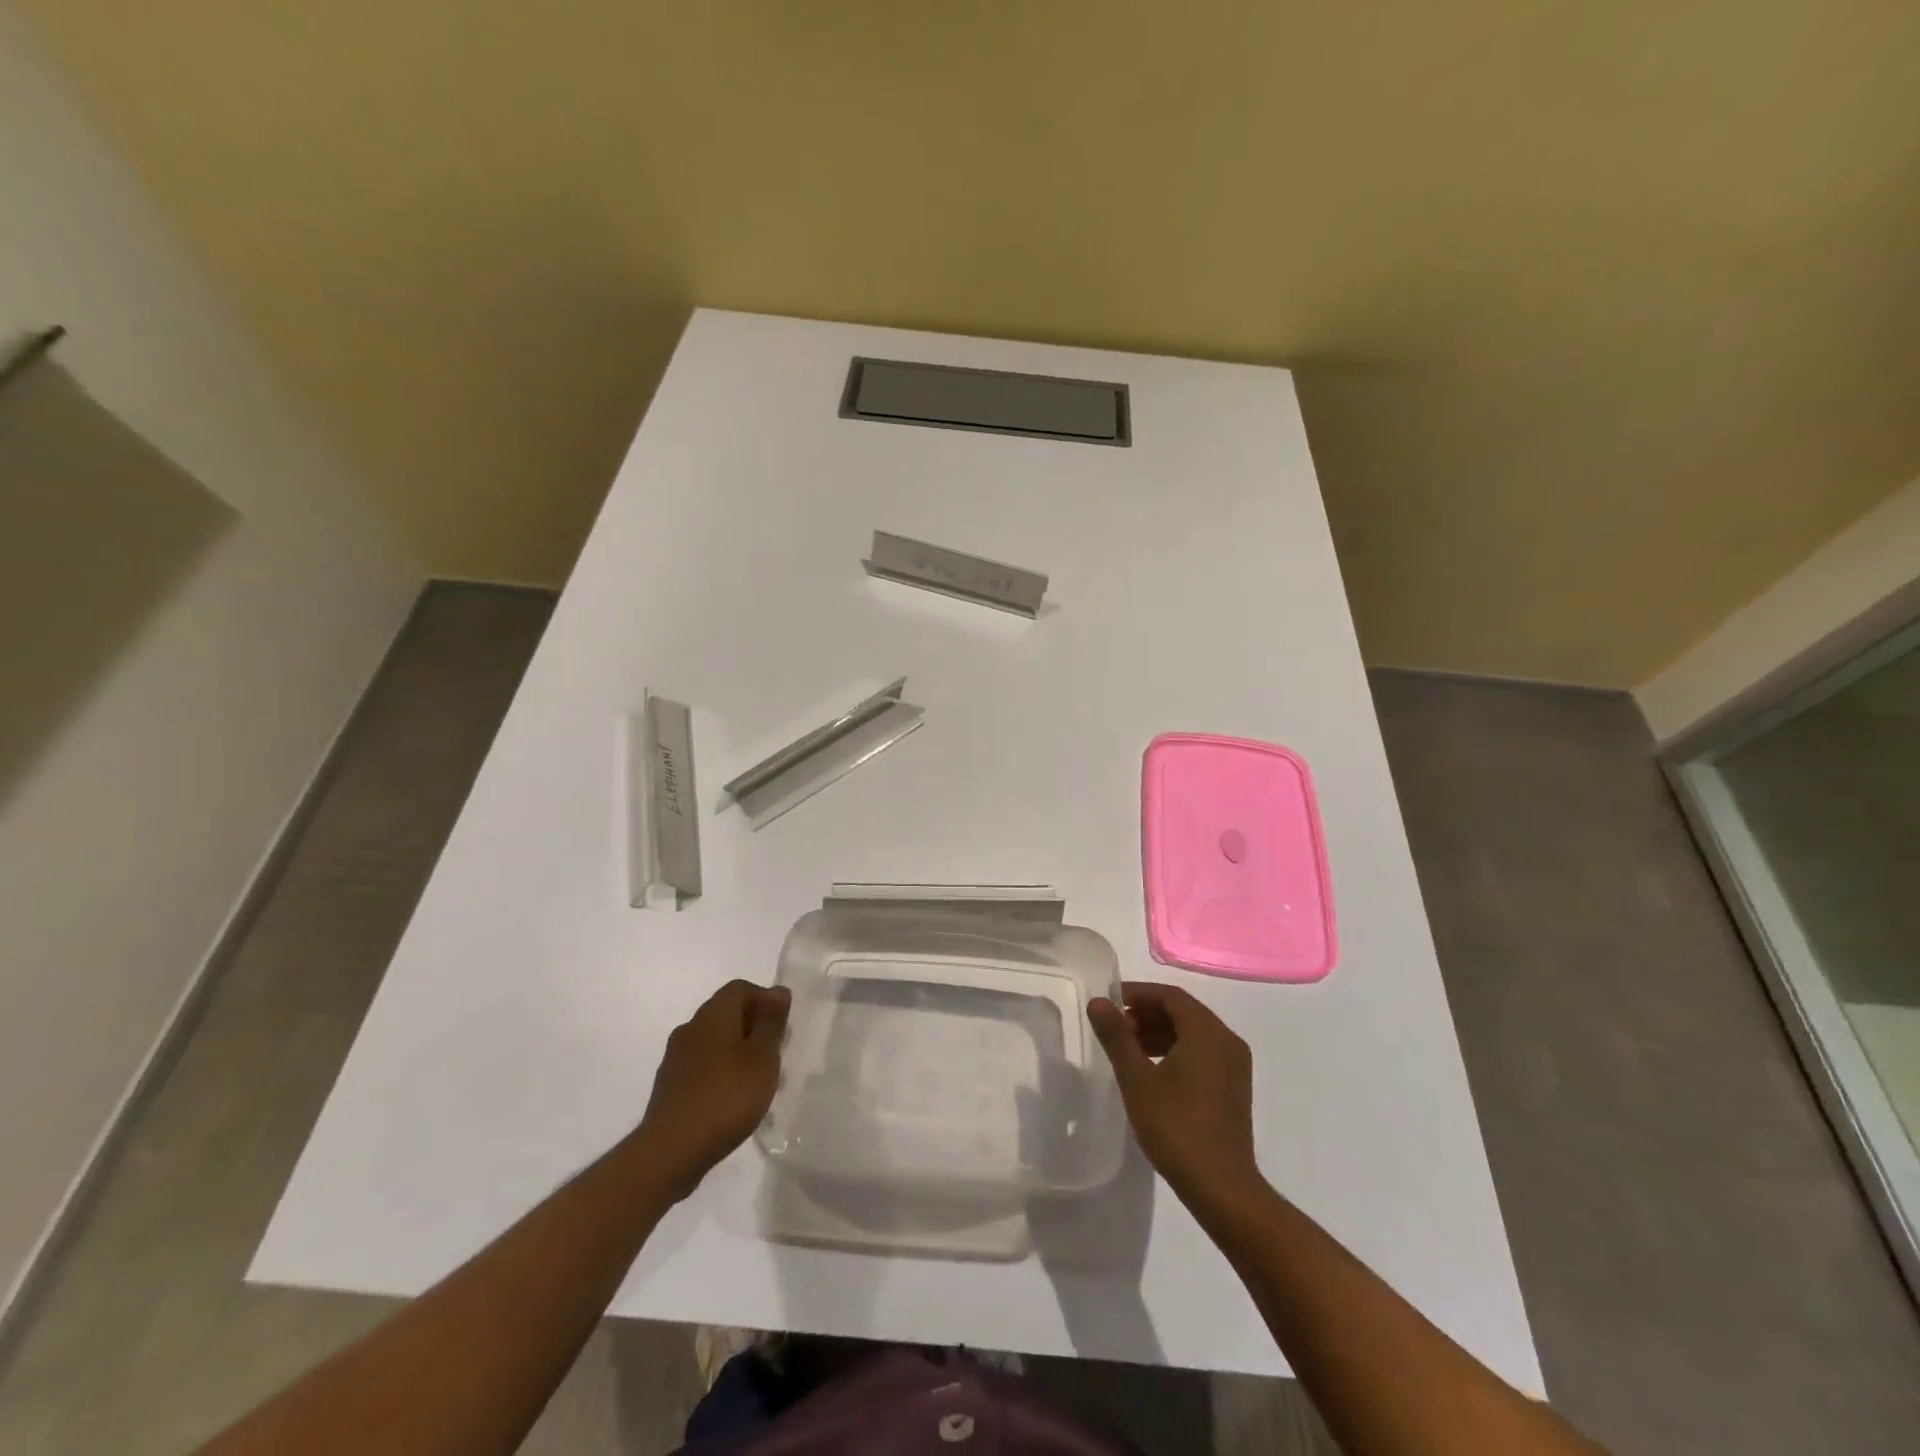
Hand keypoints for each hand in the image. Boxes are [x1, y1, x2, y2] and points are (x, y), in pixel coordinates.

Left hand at [637, 979, 789, 1197]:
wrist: (671, 1151)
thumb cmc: (727, 1095)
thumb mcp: (763, 1055)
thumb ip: (771, 1021)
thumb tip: (778, 990)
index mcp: (713, 1014)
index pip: (740, 988)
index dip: (765, 1000)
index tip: (782, 1027)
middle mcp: (690, 1028)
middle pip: (726, 1014)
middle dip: (753, 1028)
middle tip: (775, 1055)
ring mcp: (676, 1059)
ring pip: (714, 1043)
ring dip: (737, 1053)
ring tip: (757, 1082)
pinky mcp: (670, 1088)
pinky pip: (702, 1068)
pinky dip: (720, 1075)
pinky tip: (732, 1102)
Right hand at [1089, 981, 1260, 1205]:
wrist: (1222, 1188)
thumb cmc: (1176, 1126)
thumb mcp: (1137, 1079)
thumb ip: (1117, 1036)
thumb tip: (1098, 1002)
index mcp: (1208, 1032)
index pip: (1170, 996)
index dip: (1137, 994)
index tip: (1109, 1003)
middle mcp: (1227, 1041)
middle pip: (1183, 1012)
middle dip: (1146, 1014)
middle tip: (1115, 1028)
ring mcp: (1234, 1066)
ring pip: (1192, 1034)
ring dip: (1159, 1033)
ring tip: (1127, 1050)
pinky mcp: (1233, 1088)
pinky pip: (1202, 1053)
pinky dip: (1175, 1051)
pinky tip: (1151, 1071)